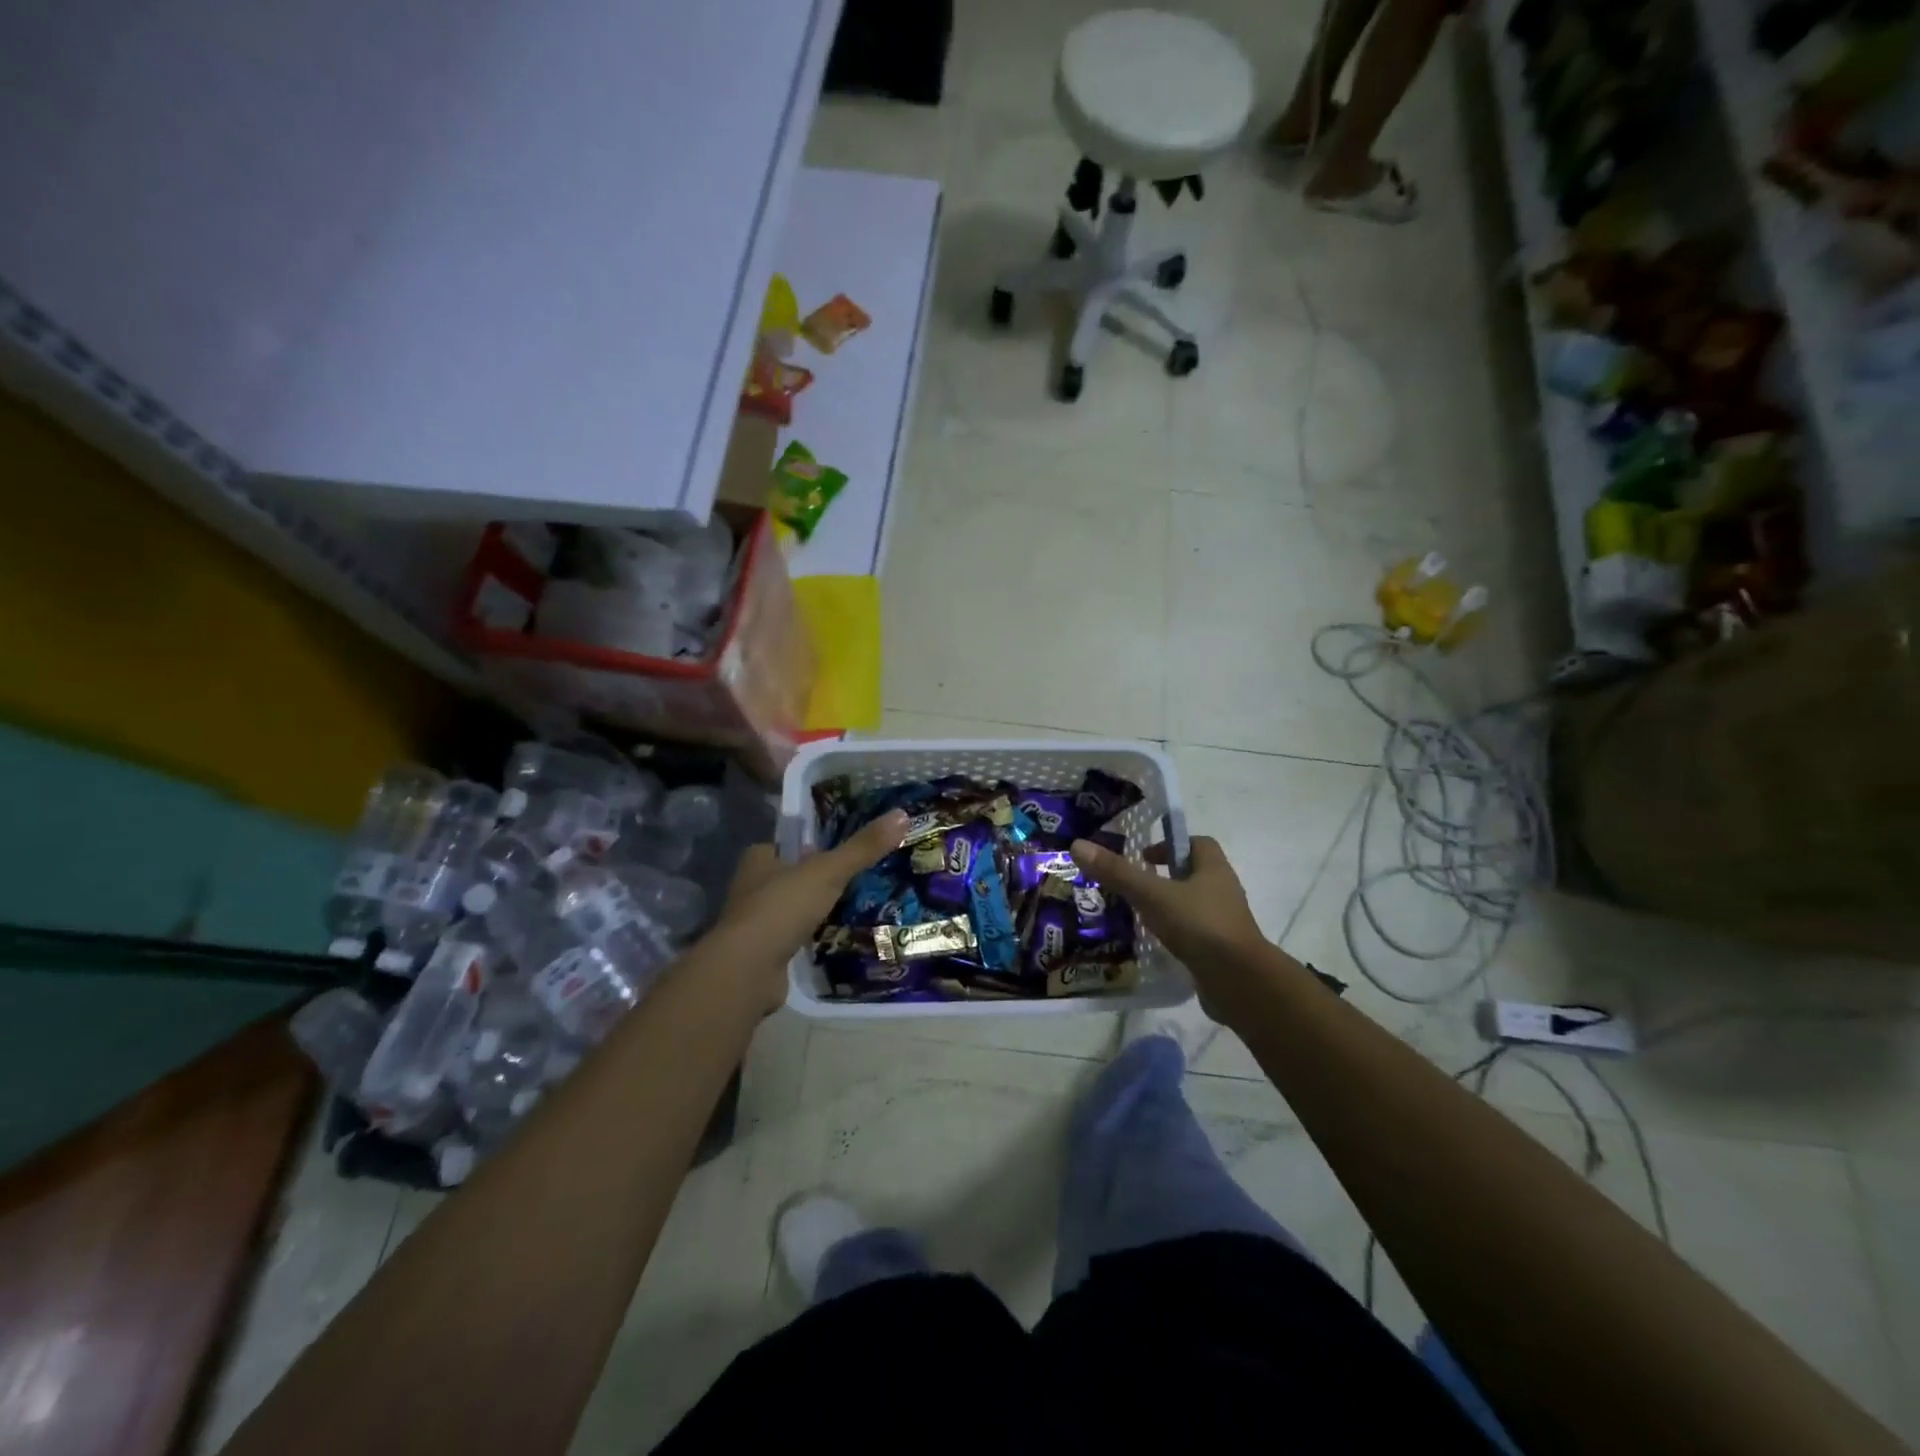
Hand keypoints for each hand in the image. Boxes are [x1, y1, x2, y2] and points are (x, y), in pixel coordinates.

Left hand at [704, 810, 909, 1011]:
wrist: (748, 969)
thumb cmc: (782, 907)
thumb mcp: (828, 871)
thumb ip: (863, 847)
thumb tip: (902, 814)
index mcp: (759, 859)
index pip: (786, 845)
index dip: (809, 846)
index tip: (837, 850)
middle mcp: (751, 888)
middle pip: (789, 876)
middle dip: (814, 879)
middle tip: (853, 878)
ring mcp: (755, 923)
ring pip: (790, 908)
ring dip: (813, 910)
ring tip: (851, 907)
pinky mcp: (762, 953)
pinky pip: (792, 938)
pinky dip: (809, 938)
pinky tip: (833, 938)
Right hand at [1069, 834, 1268, 1013]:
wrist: (1239, 983)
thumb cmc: (1199, 926)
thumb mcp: (1152, 895)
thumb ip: (1117, 872)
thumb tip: (1078, 845)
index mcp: (1214, 869)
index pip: (1198, 843)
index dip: (1170, 844)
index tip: (1143, 857)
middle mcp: (1223, 891)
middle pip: (1193, 874)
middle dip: (1165, 877)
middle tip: (1133, 885)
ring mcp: (1224, 923)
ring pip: (1193, 905)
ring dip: (1169, 907)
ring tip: (1138, 915)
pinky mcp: (1220, 951)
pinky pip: (1194, 934)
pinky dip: (1175, 935)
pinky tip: (1154, 944)